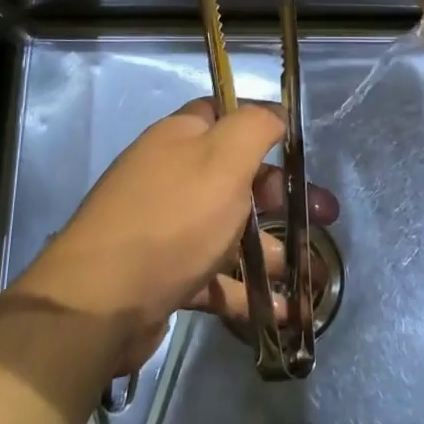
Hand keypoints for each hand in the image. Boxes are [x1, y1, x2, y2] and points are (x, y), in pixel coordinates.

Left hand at [20, 101, 339, 373]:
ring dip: (273, 250)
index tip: (300, 150)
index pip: (226, 115)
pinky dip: (247, 290)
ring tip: (315, 276)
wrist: (98, 303)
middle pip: (237, 177)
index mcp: (181, 138)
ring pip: (230, 230)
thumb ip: (255, 126)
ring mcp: (166, 228)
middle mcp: (171, 176)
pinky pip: (215, 276)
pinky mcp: (164, 275)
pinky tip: (284, 313)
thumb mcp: (224, 159)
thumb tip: (276, 111)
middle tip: (324, 218)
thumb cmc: (172, 219)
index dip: (264, 126)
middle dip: (283, 197)